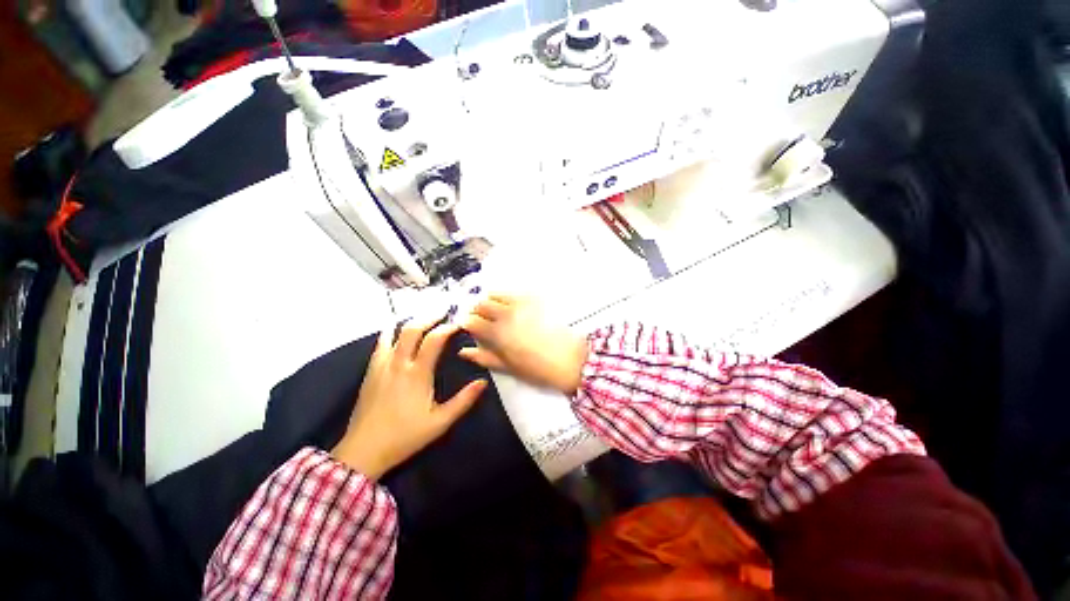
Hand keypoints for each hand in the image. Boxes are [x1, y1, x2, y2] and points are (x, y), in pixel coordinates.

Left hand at [331, 318, 487, 479]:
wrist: (363, 451)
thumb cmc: (405, 436)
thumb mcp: (440, 422)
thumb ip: (463, 401)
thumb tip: (483, 382)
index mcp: (417, 374)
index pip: (434, 339)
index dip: (447, 327)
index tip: (459, 323)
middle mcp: (398, 363)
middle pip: (412, 329)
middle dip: (429, 317)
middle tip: (442, 311)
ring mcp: (381, 365)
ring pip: (394, 333)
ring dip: (411, 321)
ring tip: (423, 317)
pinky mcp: (370, 371)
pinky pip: (379, 344)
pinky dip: (389, 332)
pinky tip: (393, 328)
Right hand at [459, 295, 587, 394]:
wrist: (570, 358)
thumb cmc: (538, 368)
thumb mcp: (508, 367)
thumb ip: (484, 357)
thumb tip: (464, 351)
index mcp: (498, 333)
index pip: (471, 320)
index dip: (466, 323)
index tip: (468, 326)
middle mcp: (507, 314)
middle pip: (481, 303)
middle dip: (476, 310)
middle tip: (482, 319)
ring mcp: (521, 304)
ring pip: (496, 293)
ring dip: (490, 300)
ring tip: (496, 311)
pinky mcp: (535, 299)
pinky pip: (514, 292)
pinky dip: (507, 297)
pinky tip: (513, 307)